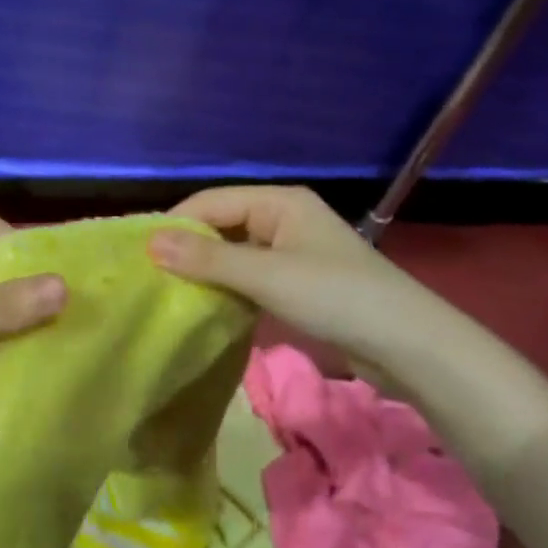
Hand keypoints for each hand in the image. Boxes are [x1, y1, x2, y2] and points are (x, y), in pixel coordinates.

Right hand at [148, 187, 421, 363]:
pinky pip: (252, 276)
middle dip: (189, 248)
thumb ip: (207, 258)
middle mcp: (284, 218)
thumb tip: (149, 242)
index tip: (138, 254)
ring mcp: (294, 251)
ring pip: (236, 253)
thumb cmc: (335, 296)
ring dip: (208, 270)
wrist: (409, 345)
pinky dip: (230, 287)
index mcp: (279, 201)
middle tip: (151, 277)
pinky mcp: (300, 282)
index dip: (175, 224)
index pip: (211, 202)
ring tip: (171, 292)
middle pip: (223, 224)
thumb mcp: (266, 275)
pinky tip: (209, 306)